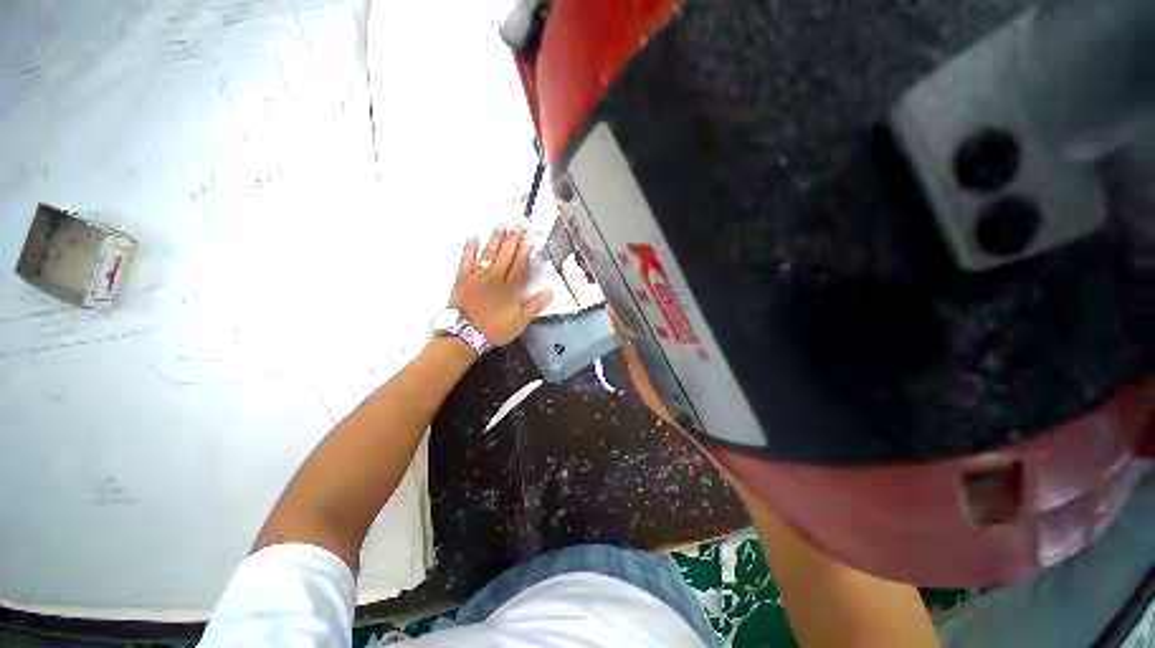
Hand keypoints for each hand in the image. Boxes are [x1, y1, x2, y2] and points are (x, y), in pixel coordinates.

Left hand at [450, 225, 552, 345]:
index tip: (529, 237)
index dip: (525, 250)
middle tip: (518, 224)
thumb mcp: (520, 322)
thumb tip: (550, 291)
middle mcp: (496, 277)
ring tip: (501, 225)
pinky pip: (466, 259)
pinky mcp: (462, 278)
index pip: (520, 264)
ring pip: (489, 253)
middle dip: (513, 238)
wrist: (465, 335)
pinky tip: (473, 237)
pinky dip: (470, 248)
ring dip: (495, 238)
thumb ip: (535, 306)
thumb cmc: (495, 330)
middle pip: (506, 254)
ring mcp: (478, 276)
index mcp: (511, 288)